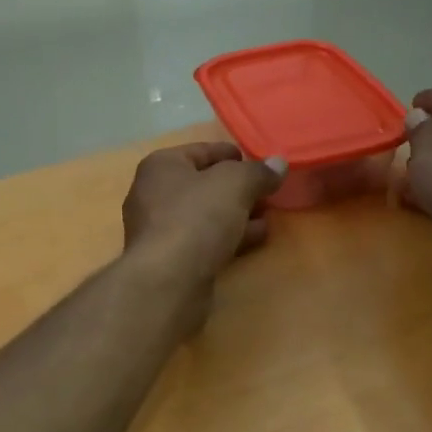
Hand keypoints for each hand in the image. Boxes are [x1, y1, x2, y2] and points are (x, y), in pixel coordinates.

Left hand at [122, 142, 285, 288]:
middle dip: (237, 189)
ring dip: (236, 214)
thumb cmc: (196, 218)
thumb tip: (278, 164)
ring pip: (206, 215)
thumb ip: (258, 172)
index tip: (258, 163)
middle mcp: (153, 194)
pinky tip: (256, 238)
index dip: (231, 154)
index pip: (201, 151)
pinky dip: (229, 236)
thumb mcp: (235, 184)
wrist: (168, 281)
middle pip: (203, 184)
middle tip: (267, 193)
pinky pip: (204, 240)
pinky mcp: (170, 260)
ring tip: (267, 216)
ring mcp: (159, 230)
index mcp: (161, 166)